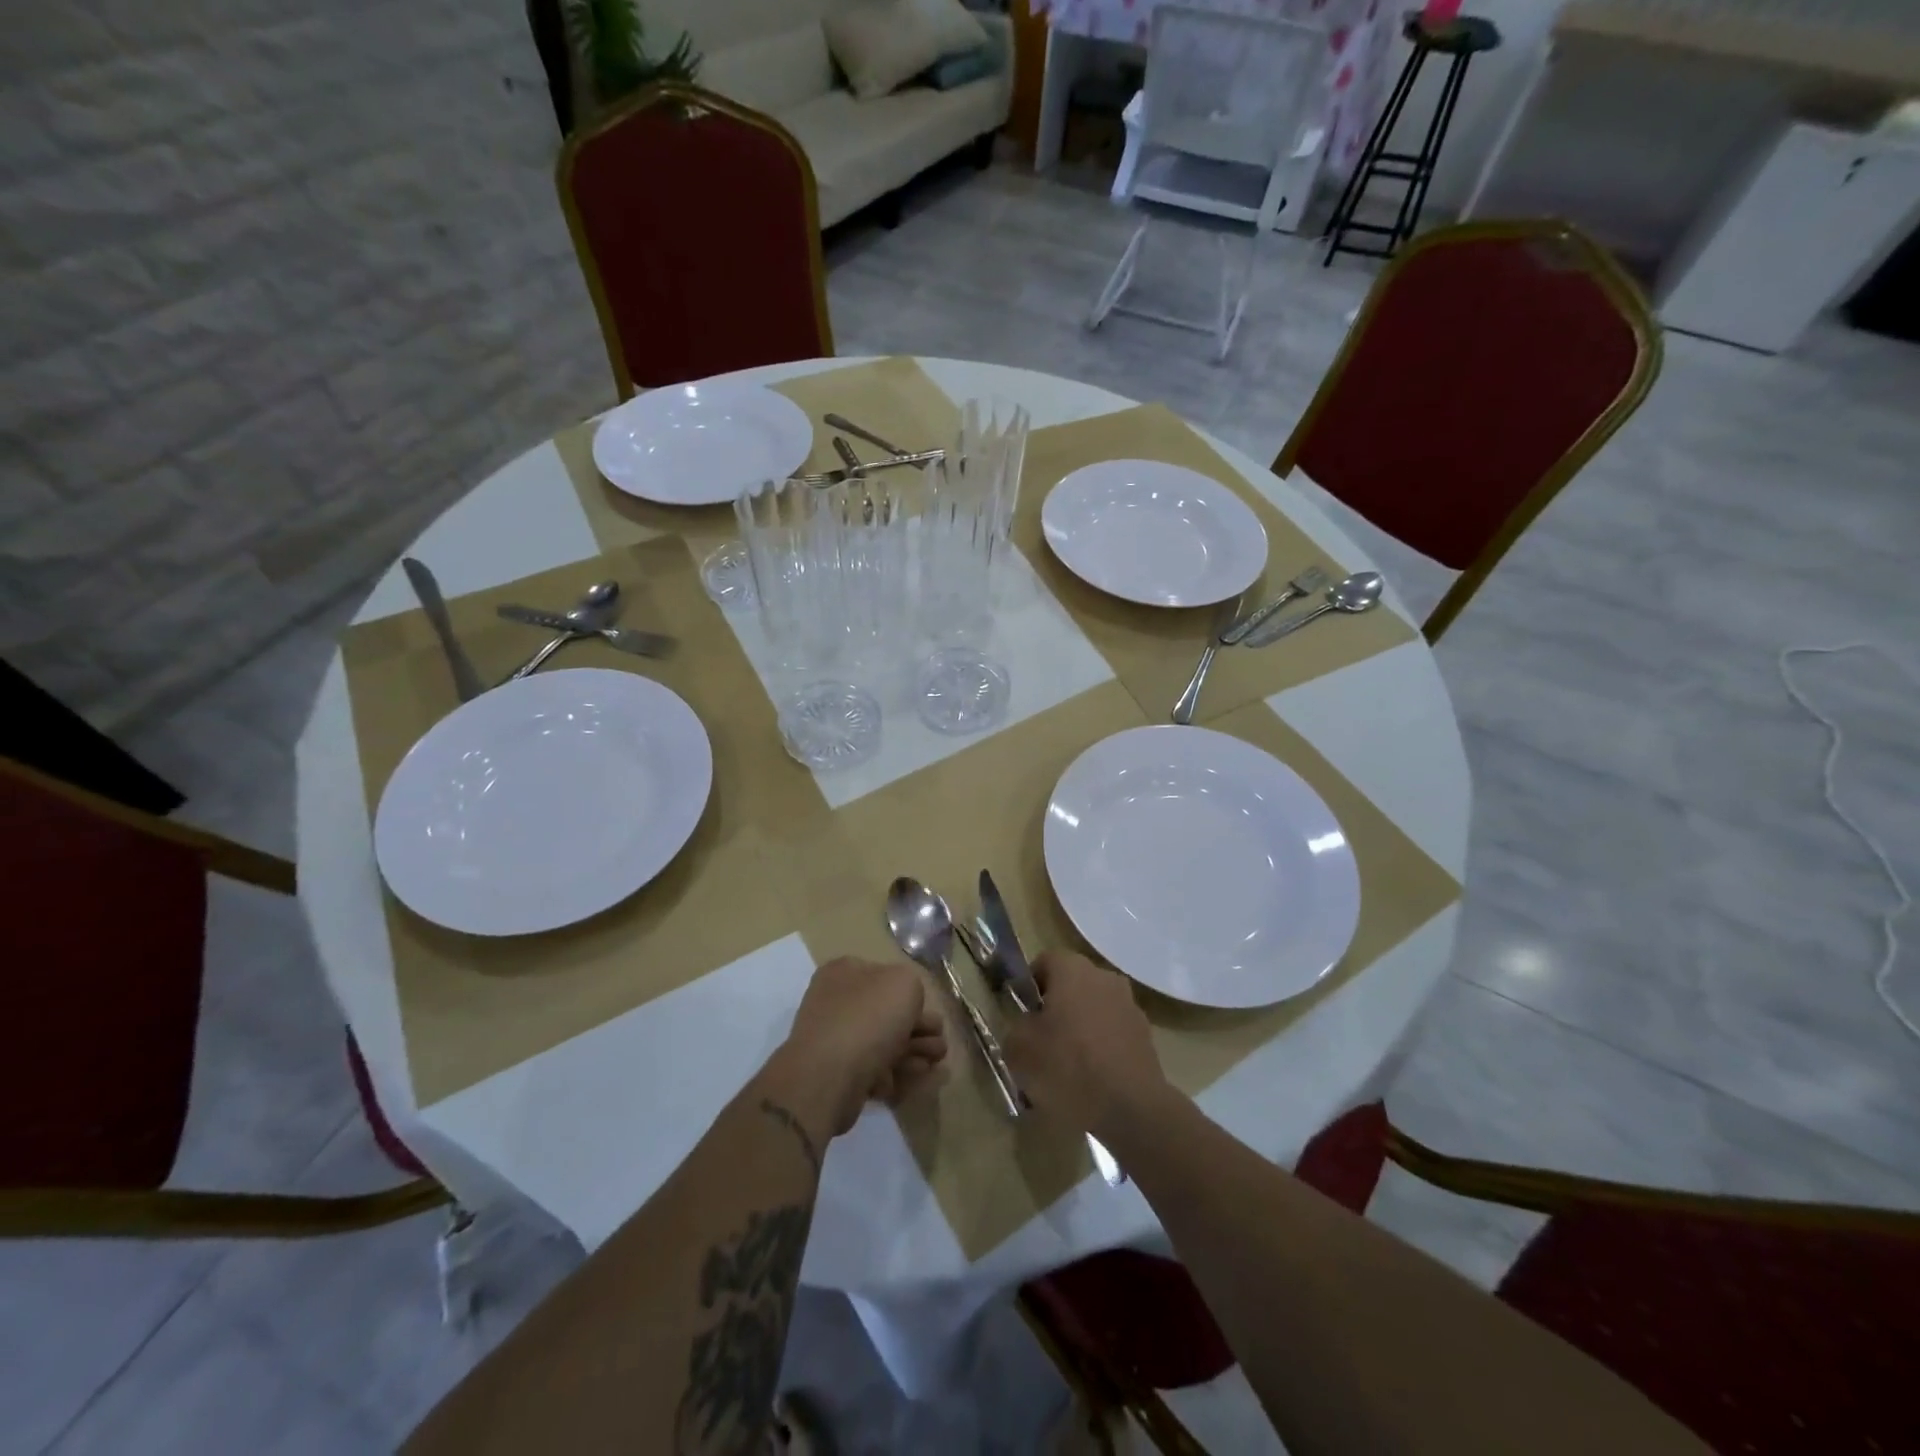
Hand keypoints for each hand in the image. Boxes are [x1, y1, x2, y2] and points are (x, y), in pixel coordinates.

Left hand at [762, 957, 947, 1140]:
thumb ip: (912, 985)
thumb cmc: (868, 1018)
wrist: (829, 1075)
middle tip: (940, 1045)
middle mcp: (836, 1001)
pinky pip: (874, 1068)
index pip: (885, 976)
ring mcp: (834, 1039)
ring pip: (884, 1041)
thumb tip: (905, 1005)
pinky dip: (896, 1072)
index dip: (912, 994)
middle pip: (888, 1012)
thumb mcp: (904, 982)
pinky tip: (916, 1077)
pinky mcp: (837, 1074)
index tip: (931, 1011)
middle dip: (920, 1028)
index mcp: (844, 972)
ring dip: (915, 1051)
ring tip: (936, 1063)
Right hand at [1001, 949, 1170, 1141]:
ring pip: (1094, 1009)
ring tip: (1066, 1066)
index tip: (1022, 1013)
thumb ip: (1016, 1028)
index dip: (1029, 985)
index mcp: (1073, 970)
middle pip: (1072, 984)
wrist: (1131, 1109)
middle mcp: (1104, 978)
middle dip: (1055, 1007)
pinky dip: (1100, 1048)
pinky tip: (1091, 1079)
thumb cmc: (1068, 1067)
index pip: (1045, 961)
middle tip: (1040, 1040)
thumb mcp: (1020, 1049)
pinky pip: (1112, 1033)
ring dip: (1079, 1028)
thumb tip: (1026, 1027)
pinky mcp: (1145, 1036)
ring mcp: (1130, 1006)